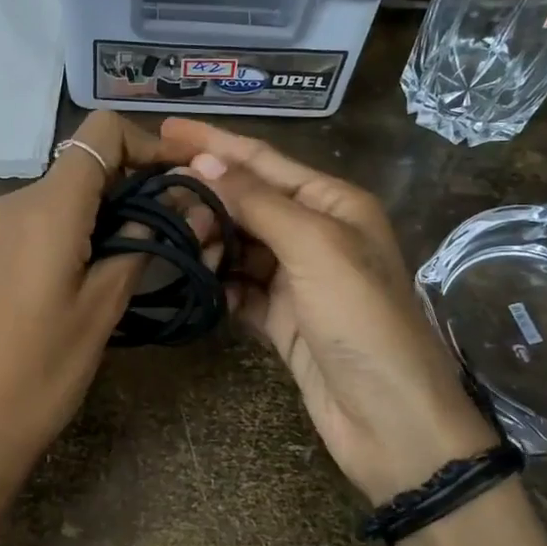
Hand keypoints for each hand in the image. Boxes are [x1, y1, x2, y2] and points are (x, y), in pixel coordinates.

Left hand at [0, 112, 200, 536]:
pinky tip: (103, 262)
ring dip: (111, 206)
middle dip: (136, 180)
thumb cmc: (43, 369)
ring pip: (67, 190)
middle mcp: (15, 200)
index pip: (101, 133)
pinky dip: (82, 224)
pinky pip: (46, 216)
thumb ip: (142, 242)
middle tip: (180, 221)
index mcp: (46, 207)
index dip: (148, 144)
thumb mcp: (104, 305)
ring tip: (148, 248)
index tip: (183, 177)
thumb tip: (181, 203)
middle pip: (85, 161)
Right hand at [159, 118, 497, 504]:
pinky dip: (219, 285)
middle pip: (248, 202)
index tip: (166, 128)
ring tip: (176, 242)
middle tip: (157, 196)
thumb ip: (258, 202)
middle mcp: (316, 234)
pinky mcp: (283, 319)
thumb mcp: (314, 247)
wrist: (389, 418)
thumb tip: (205, 161)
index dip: (215, 143)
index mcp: (333, 203)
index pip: (263, 161)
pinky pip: (240, 289)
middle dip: (206, 197)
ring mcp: (298, 279)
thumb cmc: (361, 319)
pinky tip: (197, 284)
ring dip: (209, 242)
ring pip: (240, 246)